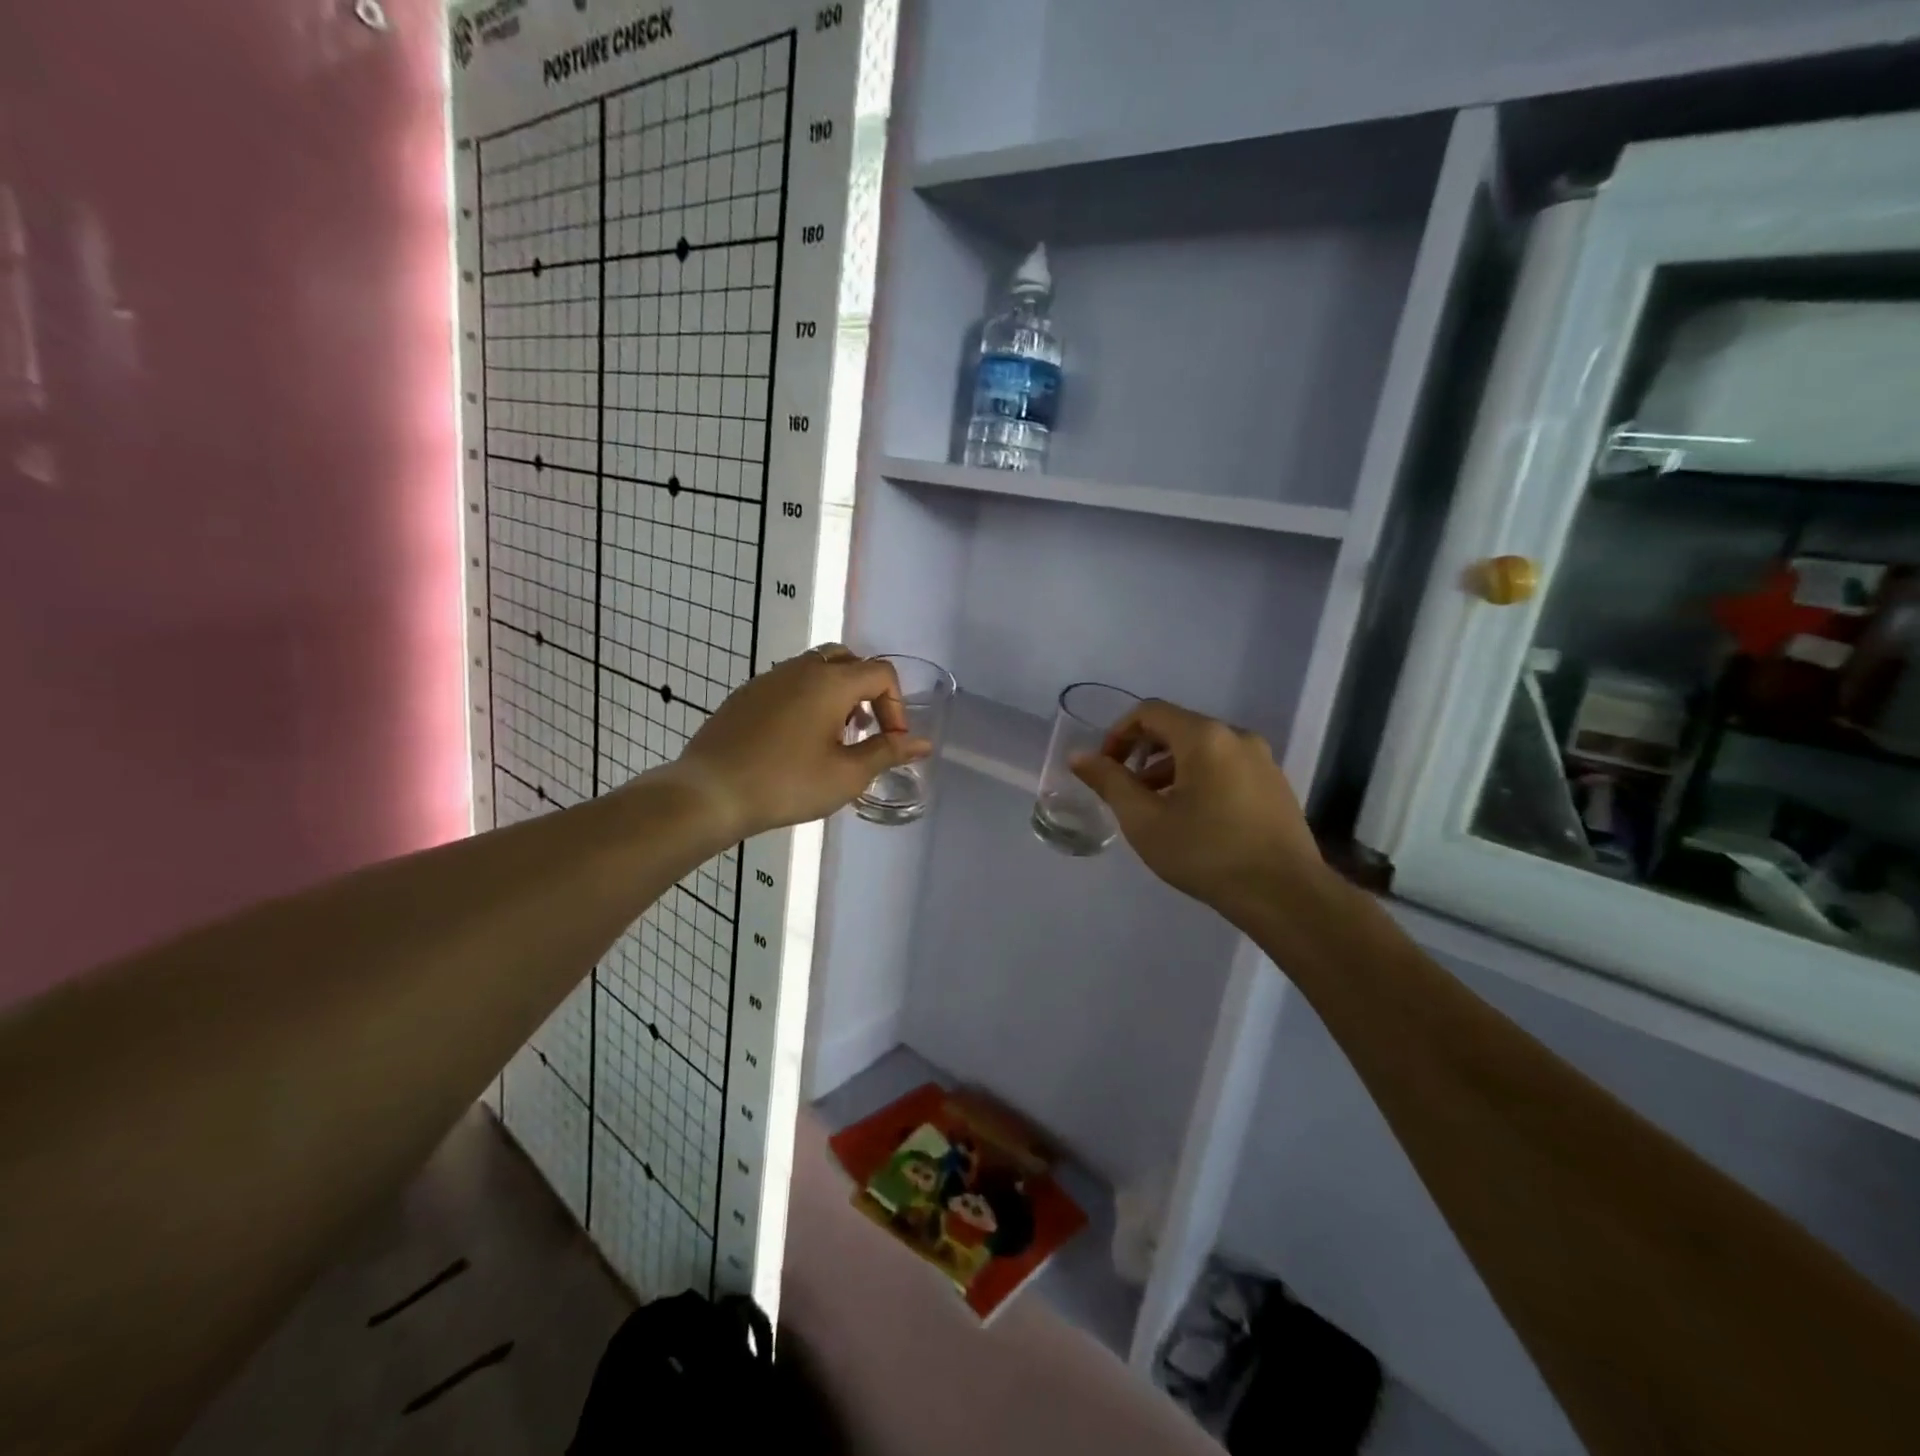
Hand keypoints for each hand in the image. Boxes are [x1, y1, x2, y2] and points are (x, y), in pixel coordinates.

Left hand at [676, 645, 931, 838]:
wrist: (711, 792)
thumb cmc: (787, 783)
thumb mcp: (847, 774)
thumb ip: (888, 752)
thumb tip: (922, 743)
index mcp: (831, 681)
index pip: (881, 673)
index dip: (896, 705)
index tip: (890, 741)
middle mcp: (801, 668)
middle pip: (848, 661)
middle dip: (866, 691)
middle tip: (864, 729)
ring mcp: (769, 678)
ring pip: (816, 668)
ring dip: (836, 693)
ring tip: (834, 736)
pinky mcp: (746, 693)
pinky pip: (789, 682)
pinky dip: (807, 698)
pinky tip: (797, 739)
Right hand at [1071, 700, 1325, 921]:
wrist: (1285, 895)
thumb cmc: (1206, 853)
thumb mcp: (1144, 820)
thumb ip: (1109, 782)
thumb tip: (1079, 756)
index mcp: (1204, 737)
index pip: (1150, 712)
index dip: (1118, 734)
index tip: (1104, 767)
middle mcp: (1237, 737)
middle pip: (1178, 728)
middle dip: (1143, 752)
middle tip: (1124, 788)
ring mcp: (1262, 760)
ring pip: (1203, 750)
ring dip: (1170, 768)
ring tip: (1154, 807)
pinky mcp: (1275, 785)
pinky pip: (1227, 767)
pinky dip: (1199, 779)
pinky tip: (1192, 818)